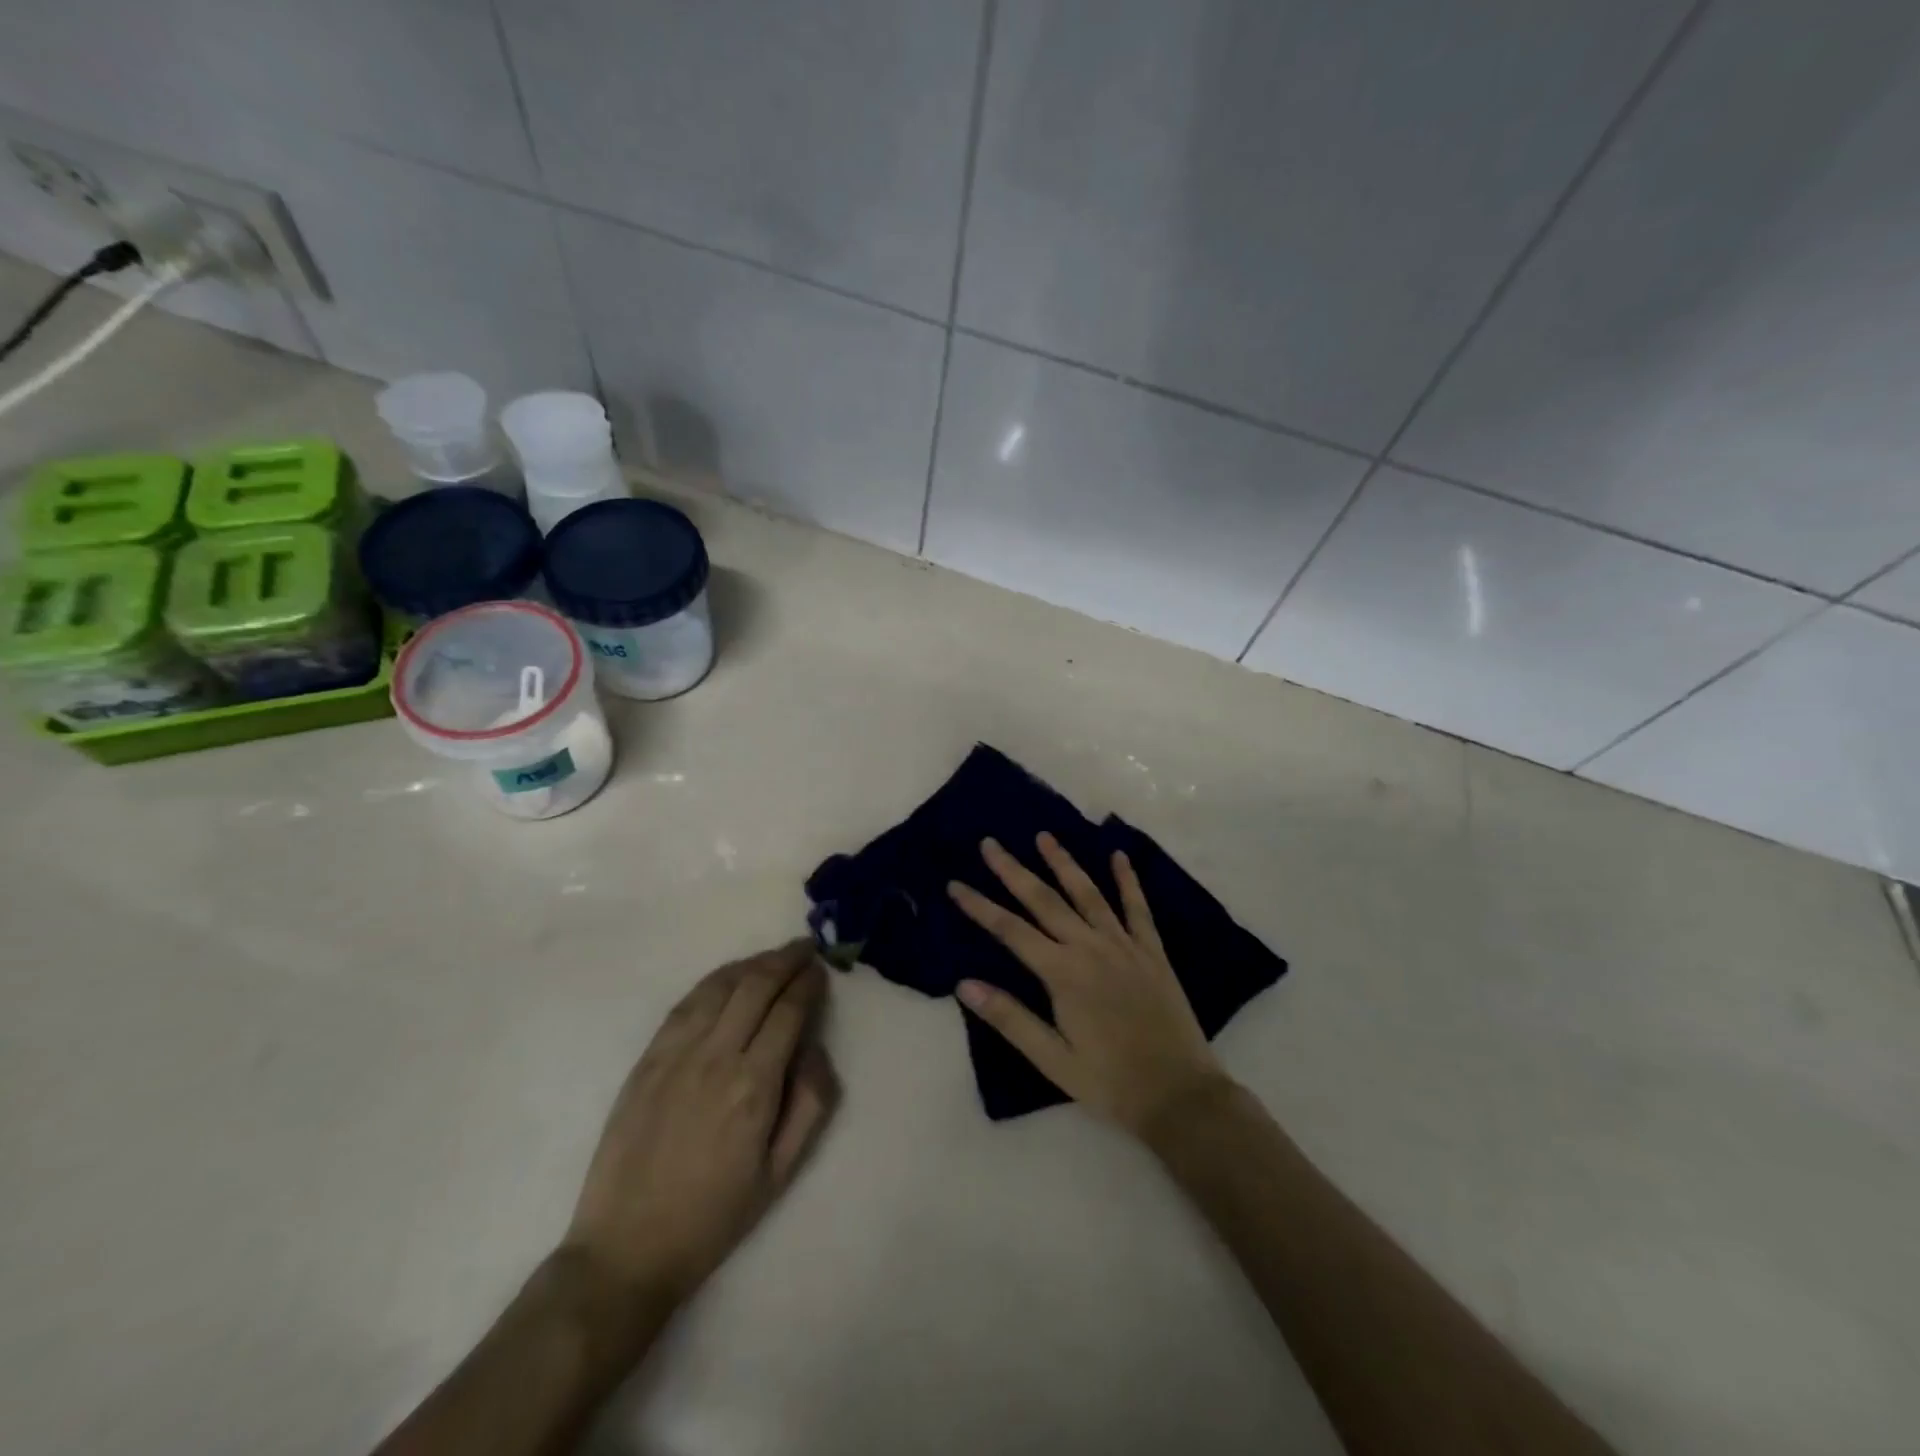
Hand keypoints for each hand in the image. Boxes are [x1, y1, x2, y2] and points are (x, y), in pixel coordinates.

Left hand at [560, 940, 838, 1311]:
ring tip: (773, 957)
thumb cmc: (713, 1217)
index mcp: (754, 1087)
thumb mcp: (781, 1174)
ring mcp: (676, 1054)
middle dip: (786, 960)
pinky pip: (686, 1003)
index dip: (809, 984)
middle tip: (805, 949)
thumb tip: (815, 1048)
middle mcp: (716, 1057)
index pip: (789, 1012)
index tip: (821, 970)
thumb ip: (811, 1104)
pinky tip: (729, 977)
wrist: (625, 1249)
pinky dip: (714, 980)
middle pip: (757, 986)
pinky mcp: (647, 1059)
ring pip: (721, 986)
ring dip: (752, 964)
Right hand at [948, 834, 1229, 1136]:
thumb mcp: (1052, 1059)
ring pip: (1088, 894)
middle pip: (1045, 900)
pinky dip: (1128, 880)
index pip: (1010, 931)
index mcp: (1063, 974)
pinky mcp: (1152, 952)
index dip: (980, 906)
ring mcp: (1124, 946)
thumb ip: (1010, 1018)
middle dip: (1014, 871)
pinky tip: (1119, 855)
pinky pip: (1138, 908)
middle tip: (990, 843)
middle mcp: (1091, 948)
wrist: (1180, 1095)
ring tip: (1044, 835)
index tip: (955, 884)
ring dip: (1064, 863)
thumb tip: (964, 984)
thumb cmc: (1110, 1082)